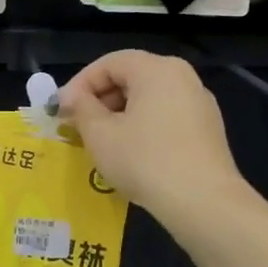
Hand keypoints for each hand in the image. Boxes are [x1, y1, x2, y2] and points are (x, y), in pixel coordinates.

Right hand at [58, 51, 246, 225]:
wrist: (203, 203)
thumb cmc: (144, 160)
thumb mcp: (100, 134)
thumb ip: (81, 108)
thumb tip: (72, 99)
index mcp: (157, 69)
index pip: (109, 63)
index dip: (79, 84)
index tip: (60, 110)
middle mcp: (183, 78)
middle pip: (131, 78)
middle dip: (98, 100)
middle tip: (76, 126)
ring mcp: (199, 105)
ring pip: (148, 100)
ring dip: (118, 116)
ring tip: (99, 142)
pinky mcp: (207, 131)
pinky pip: (165, 118)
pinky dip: (141, 128)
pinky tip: (129, 154)